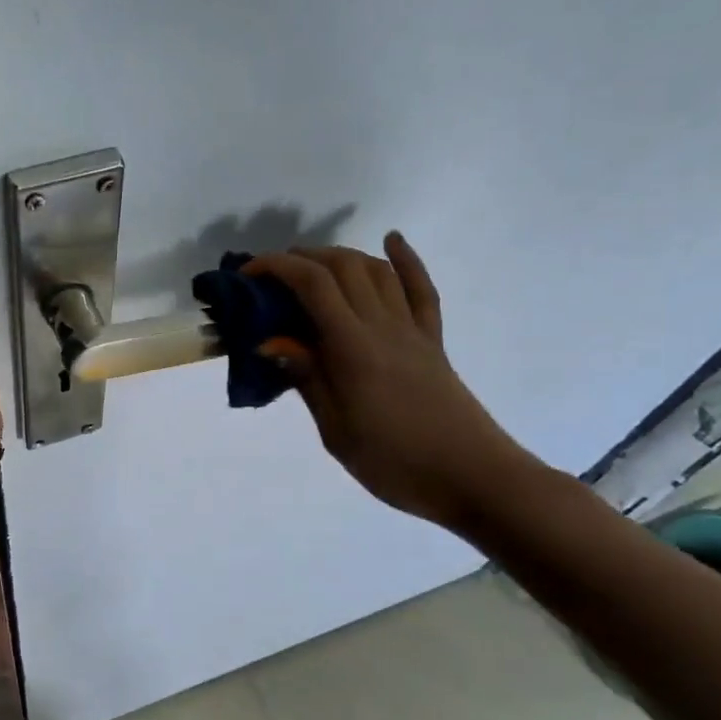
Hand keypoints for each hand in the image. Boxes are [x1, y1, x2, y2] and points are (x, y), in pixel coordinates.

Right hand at [246, 233, 535, 530]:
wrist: (472, 478)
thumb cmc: (394, 462)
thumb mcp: (335, 429)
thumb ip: (306, 378)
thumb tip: (270, 342)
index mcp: (353, 348)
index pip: (313, 285)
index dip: (277, 268)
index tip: (248, 274)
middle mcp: (383, 326)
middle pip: (343, 267)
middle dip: (302, 258)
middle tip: (270, 276)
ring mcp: (412, 330)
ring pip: (376, 271)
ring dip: (340, 257)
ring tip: (311, 267)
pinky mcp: (433, 340)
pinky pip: (421, 290)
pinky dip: (406, 260)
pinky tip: (392, 241)